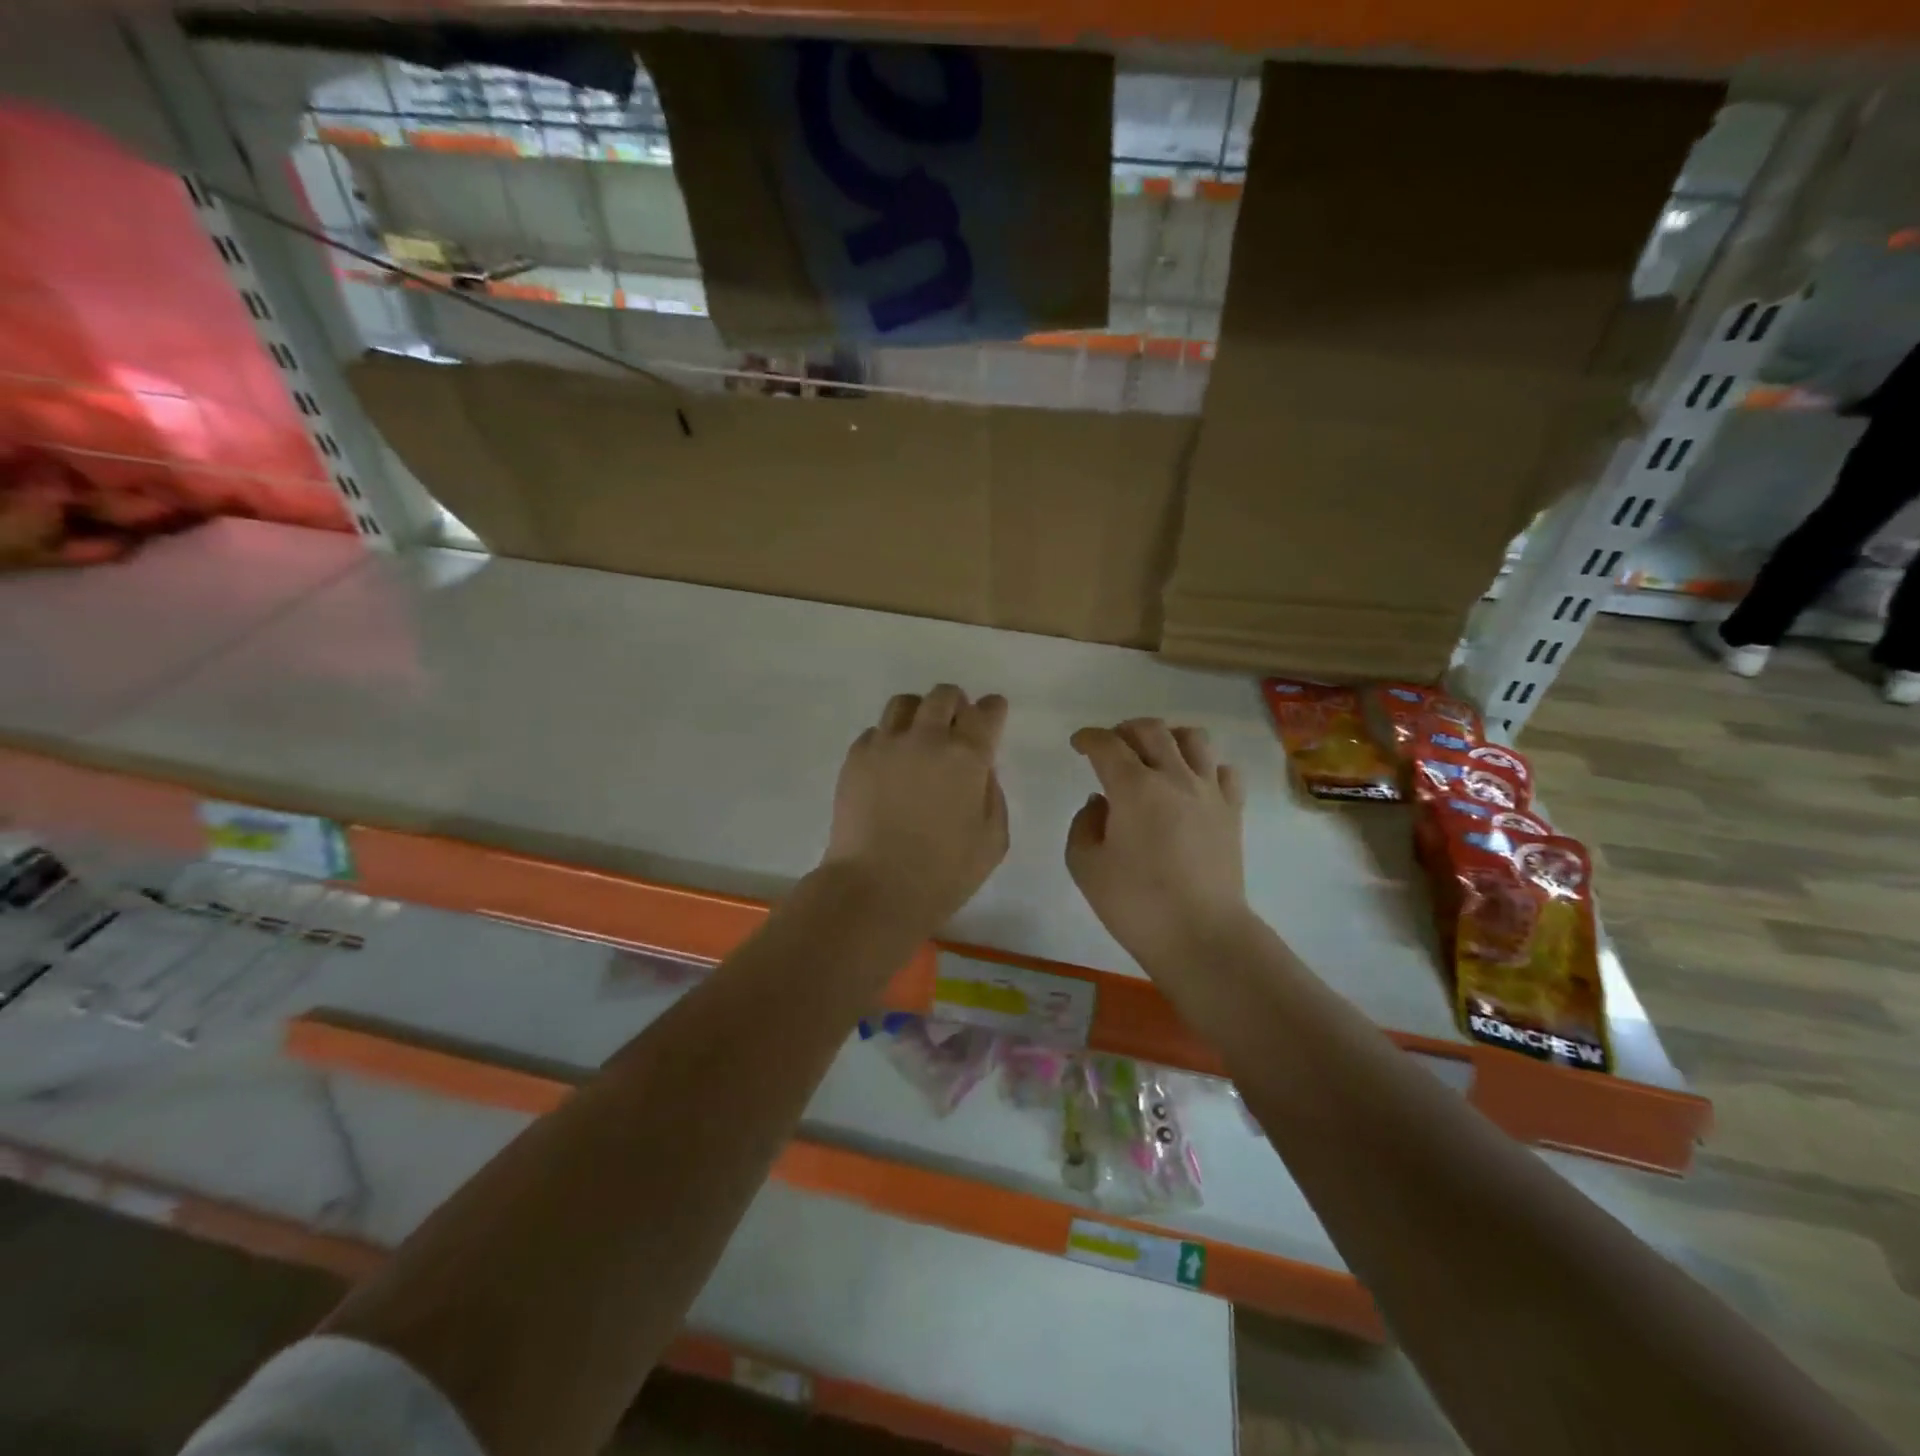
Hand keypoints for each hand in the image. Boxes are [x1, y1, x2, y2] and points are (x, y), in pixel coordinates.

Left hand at [821, 685, 1009, 933]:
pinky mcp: (855, 758)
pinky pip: (875, 732)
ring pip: (904, 703)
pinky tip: (890, 766)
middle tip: (956, 728)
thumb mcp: (993, 839)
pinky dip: (888, 739)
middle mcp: (927, 738)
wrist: (875, 888)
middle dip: (956, 705)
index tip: (992, 717)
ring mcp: (886, 744)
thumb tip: (980, 770)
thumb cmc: (944, 873)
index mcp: (967, 756)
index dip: (993, 710)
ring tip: (919, 738)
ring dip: (919, 713)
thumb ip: (992, 794)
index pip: (986, 712)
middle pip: (943, 695)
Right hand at [1066, 720, 1250, 973]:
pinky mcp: (1232, 812)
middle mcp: (1174, 777)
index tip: (1078, 744)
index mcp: (1133, 787)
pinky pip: (1224, 771)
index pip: (1107, 744)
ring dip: (1168, 737)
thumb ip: (1084, 824)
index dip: (1088, 738)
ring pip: (1193, 739)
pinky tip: (1193, 784)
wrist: (1201, 936)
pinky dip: (1205, 767)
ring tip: (1155, 756)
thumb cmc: (1135, 903)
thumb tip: (1101, 804)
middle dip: (1124, 730)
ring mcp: (1209, 792)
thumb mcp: (1085, 865)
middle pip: (1151, 730)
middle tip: (1111, 747)